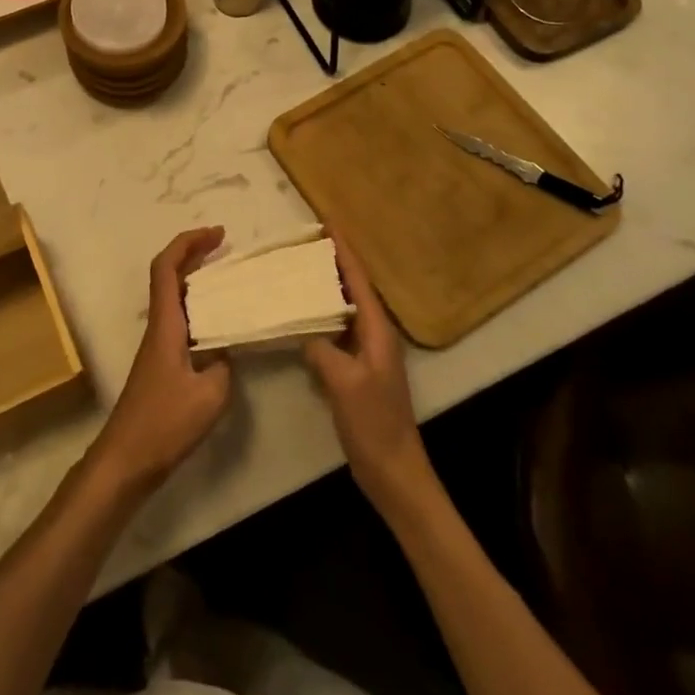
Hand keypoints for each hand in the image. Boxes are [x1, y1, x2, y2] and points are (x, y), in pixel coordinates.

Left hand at [90, 227, 231, 491]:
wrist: (127, 458)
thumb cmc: (164, 423)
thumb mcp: (210, 395)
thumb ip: (224, 364)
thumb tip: (228, 348)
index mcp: (166, 324)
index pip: (167, 267)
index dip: (188, 243)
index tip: (217, 234)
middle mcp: (158, 326)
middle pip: (169, 275)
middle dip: (194, 252)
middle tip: (224, 245)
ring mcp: (158, 344)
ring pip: (174, 296)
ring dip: (197, 278)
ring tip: (228, 276)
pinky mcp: (161, 362)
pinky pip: (180, 318)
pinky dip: (199, 307)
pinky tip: (219, 322)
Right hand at [303, 238, 433, 509]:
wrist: (394, 472)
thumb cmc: (374, 424)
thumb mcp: (345, 383)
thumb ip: (323, 350)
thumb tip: (305, 331)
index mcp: (377, 331)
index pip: (358, 280)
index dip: (344, 251)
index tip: (327, 222)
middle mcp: (375, 335)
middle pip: (352, 288)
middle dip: (333, 262)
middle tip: (305, 241)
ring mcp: (366, 353)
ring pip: (343, 308)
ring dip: (325, 286)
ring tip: (299, 268)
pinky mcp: (356, 370)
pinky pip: (336, 330)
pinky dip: (320, 315)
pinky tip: (301, 315)